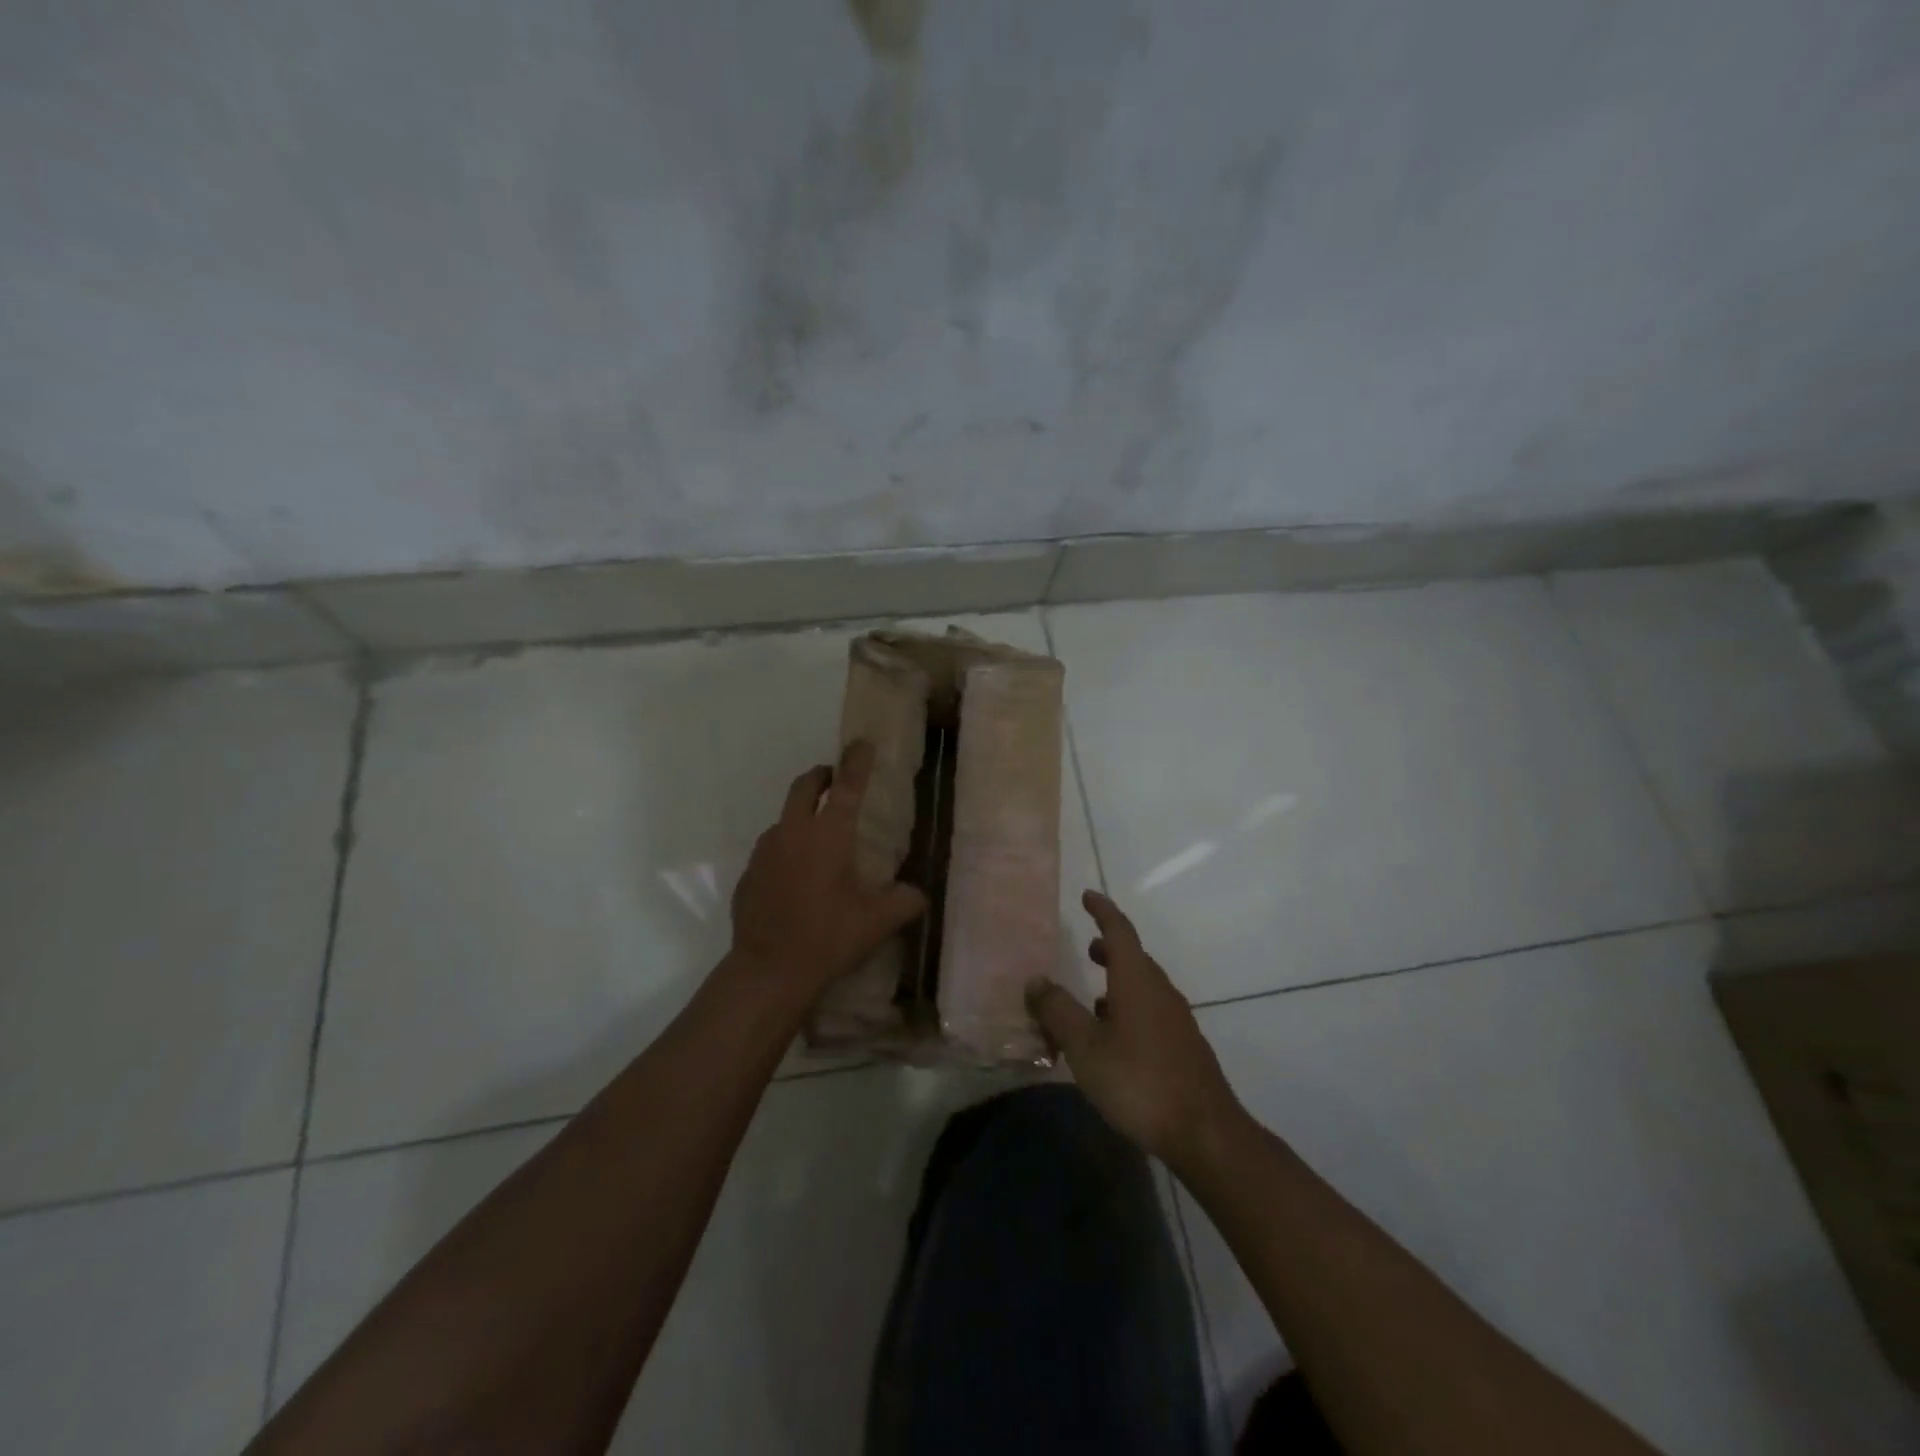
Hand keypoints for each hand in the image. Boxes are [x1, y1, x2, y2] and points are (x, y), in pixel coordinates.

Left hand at [728, 741, 927, 1007]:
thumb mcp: (877, 922)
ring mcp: (765, 852)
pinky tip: (796, 878)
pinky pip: (770, 850)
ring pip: (784, 818)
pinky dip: (786, 850)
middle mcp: (793, 833)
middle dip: (822, 776)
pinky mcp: (748, 874)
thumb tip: (919, 894)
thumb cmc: (827, 938)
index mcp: (828, 836)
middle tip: (837, 782)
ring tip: (819, 839)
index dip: (857, 761)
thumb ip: (904, 901)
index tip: (862, 743)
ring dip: (802, 815)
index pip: (847, 786)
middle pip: (805, 786)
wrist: (768, 971)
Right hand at [1026, 890, 1245, 1167]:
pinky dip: (1129, 1006)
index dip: (1102, 911)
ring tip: (1093, 993)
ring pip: (1144, 986)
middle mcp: (1159, 991)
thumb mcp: (1086, 1047)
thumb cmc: (1139, 1081)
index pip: (1119, 931)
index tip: (1087, 896)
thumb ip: (1058, 1011)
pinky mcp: (1183, 1046)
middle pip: (1135, 957)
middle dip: (1110, 947)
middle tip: (1087, 946)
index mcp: (1136, 980)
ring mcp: (1176, 1019)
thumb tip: (1036, 979)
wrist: (1205, 1133)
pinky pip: (1151, 1010)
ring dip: (1119, 979)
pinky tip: (1115, 1035)